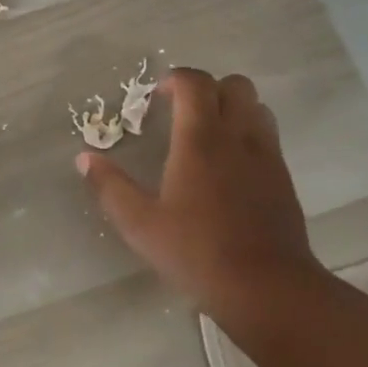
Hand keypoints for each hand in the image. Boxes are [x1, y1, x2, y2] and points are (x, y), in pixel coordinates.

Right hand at [78, 68, 318, 318]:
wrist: (268, 287)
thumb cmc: (197, 252)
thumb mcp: (140, 224)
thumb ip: (110, 187)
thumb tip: (84, 158)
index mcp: (201, 140)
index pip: (195, 83)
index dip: (175, 79)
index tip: (156, 97)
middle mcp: (238, 136)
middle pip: (233, 84)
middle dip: (206, 88)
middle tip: (182, 112)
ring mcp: (267, 155)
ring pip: (256, 105)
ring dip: (232, 107)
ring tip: (208, 133)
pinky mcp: (283, 176)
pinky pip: (268, 134)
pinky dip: (248, 132)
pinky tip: (230, 165)